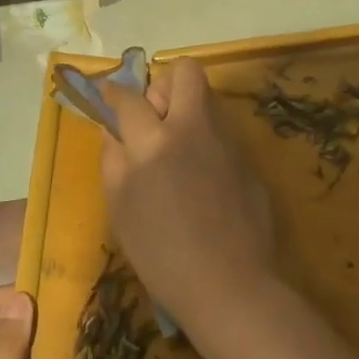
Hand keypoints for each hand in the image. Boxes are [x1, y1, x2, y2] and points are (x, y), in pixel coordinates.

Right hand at [99, 58, 276, 330]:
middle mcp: (193, 128)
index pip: (129, 97)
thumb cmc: (162, 254)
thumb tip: (112, 130)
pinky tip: (202, 180)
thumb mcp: (120, 208)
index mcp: (154, 140)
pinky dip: (207, 141)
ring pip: (207, 99)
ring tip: (177, 152)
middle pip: (184, 72)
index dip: (114, 92)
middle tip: (154, 118)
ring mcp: (227, 141)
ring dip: (188, 111)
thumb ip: (113, 159)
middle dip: (164, 84)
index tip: (109, 96)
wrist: (231, 286)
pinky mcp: (249, 159)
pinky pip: (222, 132)